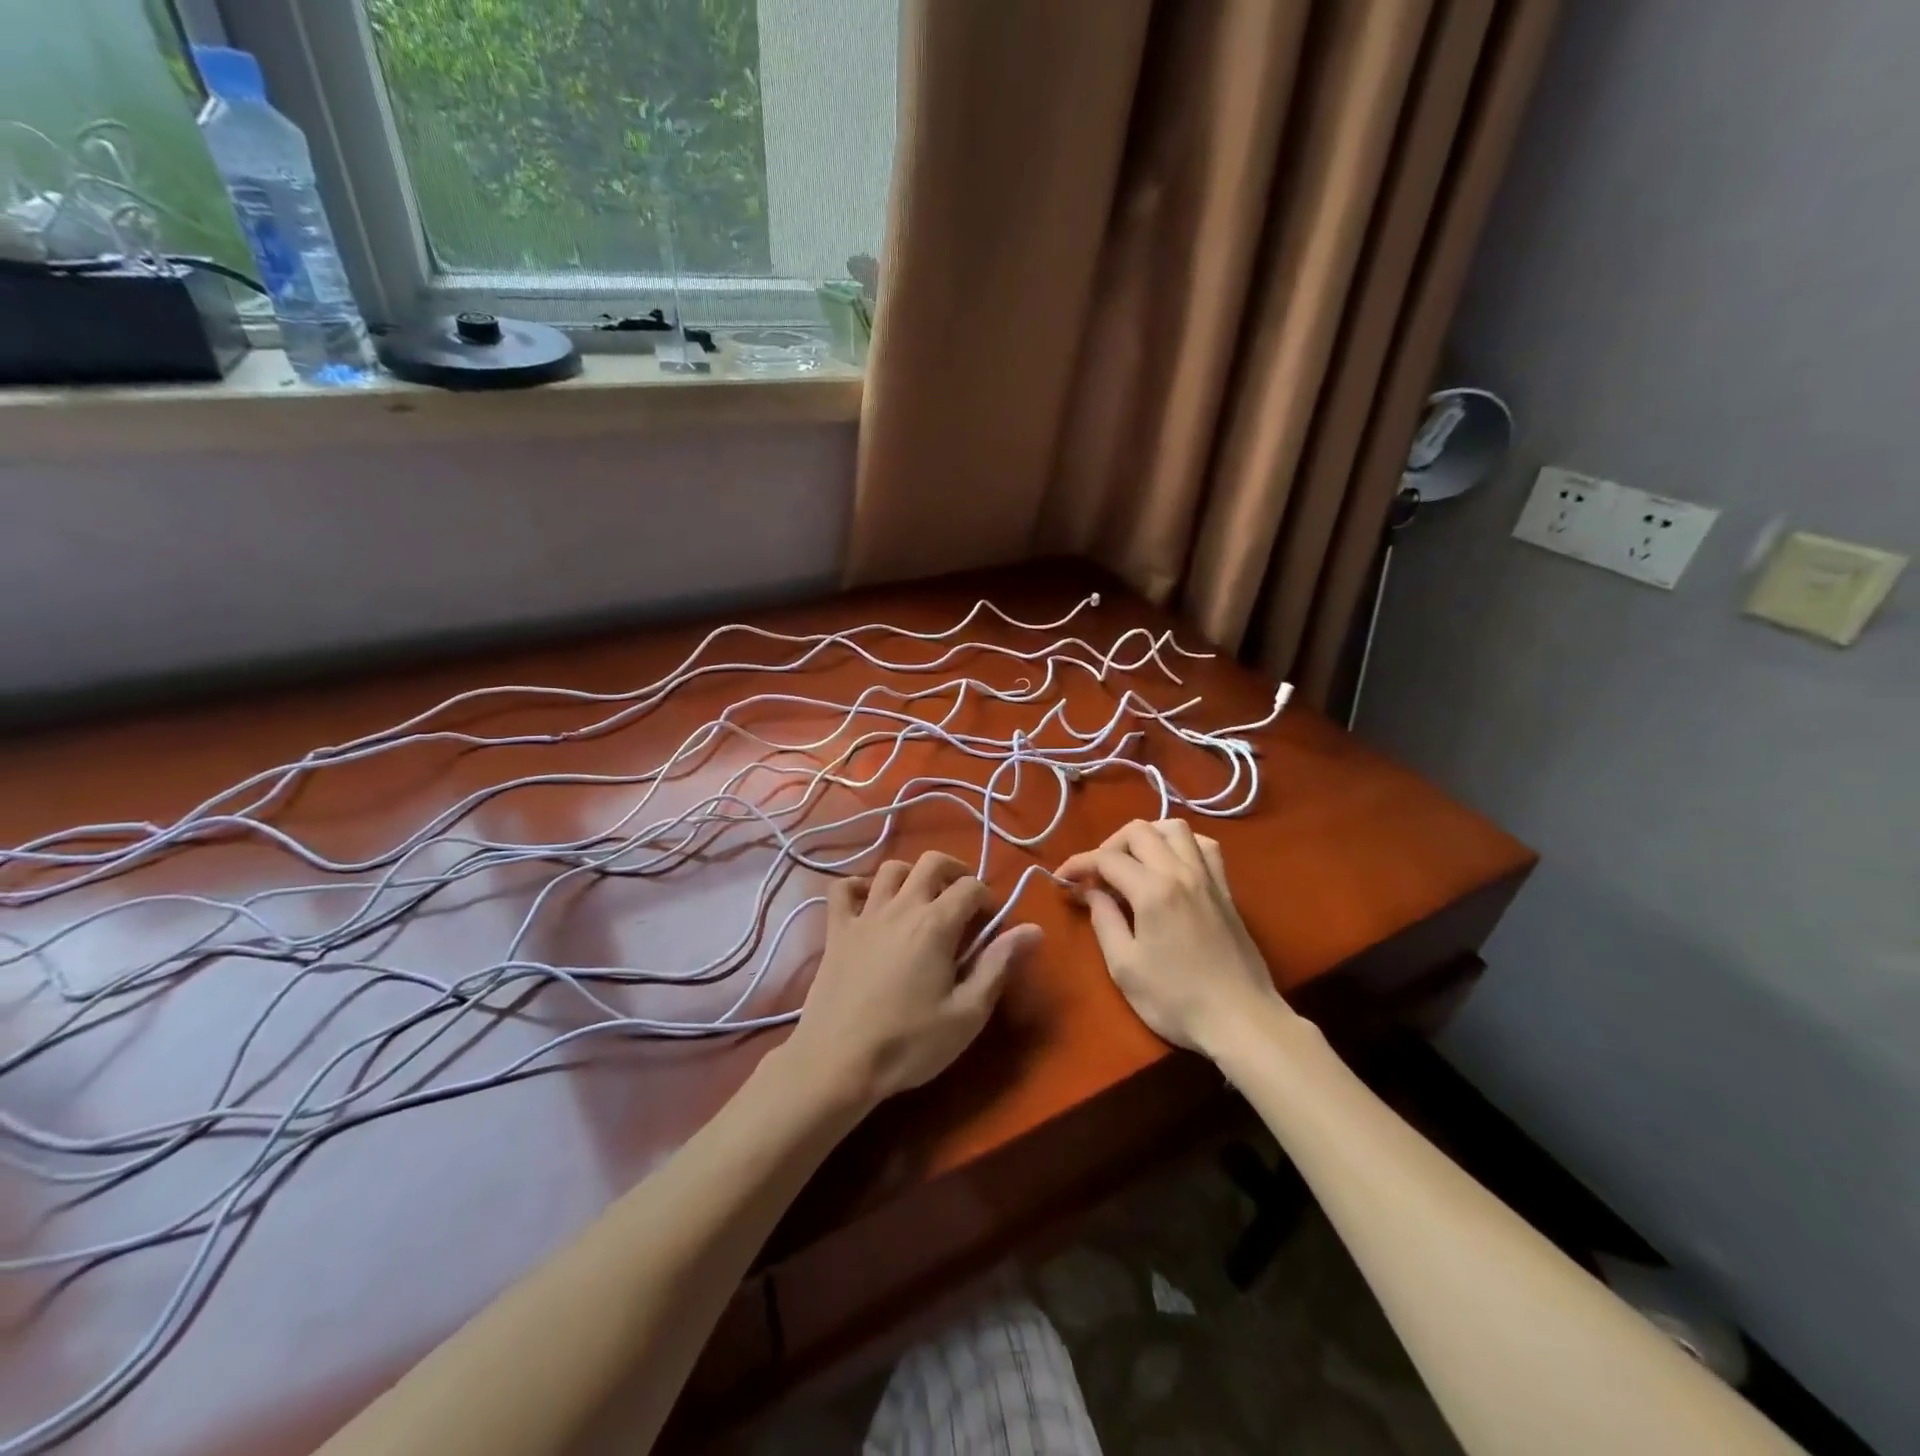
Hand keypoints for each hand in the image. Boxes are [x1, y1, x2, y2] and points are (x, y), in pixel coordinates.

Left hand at [781, 851, 1040, 1110]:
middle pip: (931, 862)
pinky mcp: (836, 931)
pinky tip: (870, 903)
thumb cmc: (909, 1043)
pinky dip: (859, 886)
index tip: (991, 923)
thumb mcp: (967, 1013)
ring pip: (890, 869)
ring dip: (912, 875)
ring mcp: (864, 915)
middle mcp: (901, 907)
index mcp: (936, 924)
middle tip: (963, 899)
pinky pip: (842, 889)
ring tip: (922, 899)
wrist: (837, 1062)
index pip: (970, 887)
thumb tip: (1033, 929)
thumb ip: (998, 965)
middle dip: (954, 871)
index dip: (987, 898)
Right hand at [1058, 819, 1292, 1056]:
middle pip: (1140, 830)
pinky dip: (1181, 845)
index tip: (1062, 878)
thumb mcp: (1125, 967)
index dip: (1079, 863)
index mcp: (1153, 890)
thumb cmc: (1176, 999)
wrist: (1241, 1020)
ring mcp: (1208, 878)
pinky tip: (1171, 866)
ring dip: (1147, 836)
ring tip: (1133, 863)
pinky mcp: (1226, 890)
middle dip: (1110, 845)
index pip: (1107, 857)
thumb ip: (1104, 921)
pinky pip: (1204, 847)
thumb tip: (1091, 892)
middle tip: (1098, 875)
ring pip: (1175, 828)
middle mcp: (1181, 872)